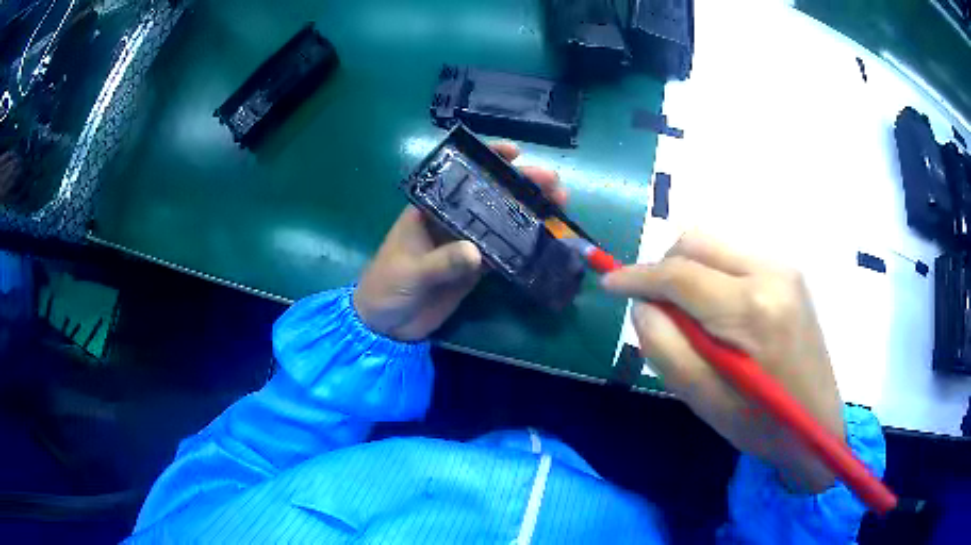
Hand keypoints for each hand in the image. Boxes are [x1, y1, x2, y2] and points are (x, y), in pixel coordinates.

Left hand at [354, 142, 566, 341]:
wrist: (385, 325)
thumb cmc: (385, 287)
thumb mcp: (409, 272)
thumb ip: (441, 262)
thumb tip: (477, 253)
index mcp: (429, 209)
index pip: (460, 175)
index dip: (488, 159)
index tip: (517, 152)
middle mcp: (451, 220)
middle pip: (490, 195)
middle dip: (521, 185)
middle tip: (553, 183)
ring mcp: (465, 243)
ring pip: (502, 221)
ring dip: (529, 212)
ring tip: (559, 205)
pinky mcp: (475, 269)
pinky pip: (503, 253)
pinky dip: (523, 247)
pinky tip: (546, 239)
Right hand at [602, 233, 843, 493]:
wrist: (817, 425)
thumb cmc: (761, 424)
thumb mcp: (704, 399)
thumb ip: (664, 347)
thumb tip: (643, 305)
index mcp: (752, 309)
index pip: (681, 273)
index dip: (638, 276)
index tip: (609, 283)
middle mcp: (771, 272)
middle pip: (697, 242)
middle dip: (664, 268)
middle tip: (655, 309)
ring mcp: (784, 268)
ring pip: (715, 246)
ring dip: (689, 272)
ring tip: (689, 318)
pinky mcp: (789, 274)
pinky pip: (735, 258)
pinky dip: (712, 276)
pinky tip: (717, 314)